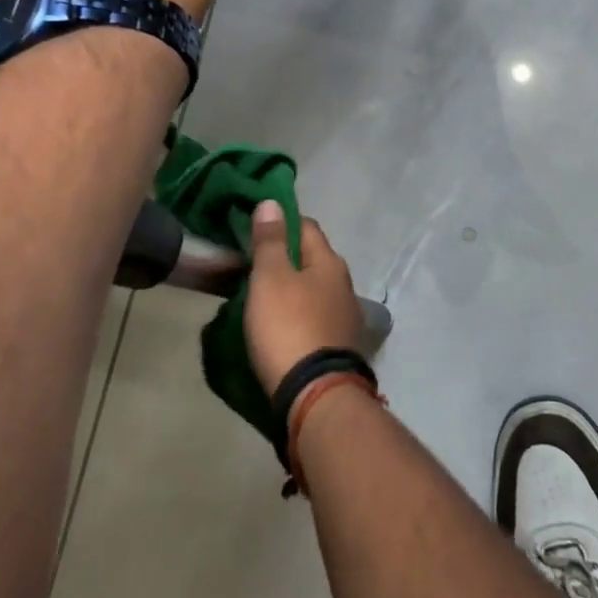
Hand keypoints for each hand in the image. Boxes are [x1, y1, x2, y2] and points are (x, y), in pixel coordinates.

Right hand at [244, 201, 362, 396]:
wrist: (316, 395)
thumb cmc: (289, 326)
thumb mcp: (270, 278)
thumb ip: (270, 241)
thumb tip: (272, 203)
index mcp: (329, 262)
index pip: (306, 227)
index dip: (282, 223)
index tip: (256, 229)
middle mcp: (344, 284)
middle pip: (312, 259)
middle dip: (286, 259)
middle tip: (252, 266)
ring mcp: (345, 317)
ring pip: (314, 291)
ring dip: (292, 290)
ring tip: (261, 298)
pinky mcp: (340, 347)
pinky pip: (315, 319)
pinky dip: (298, 316)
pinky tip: (280, 327)